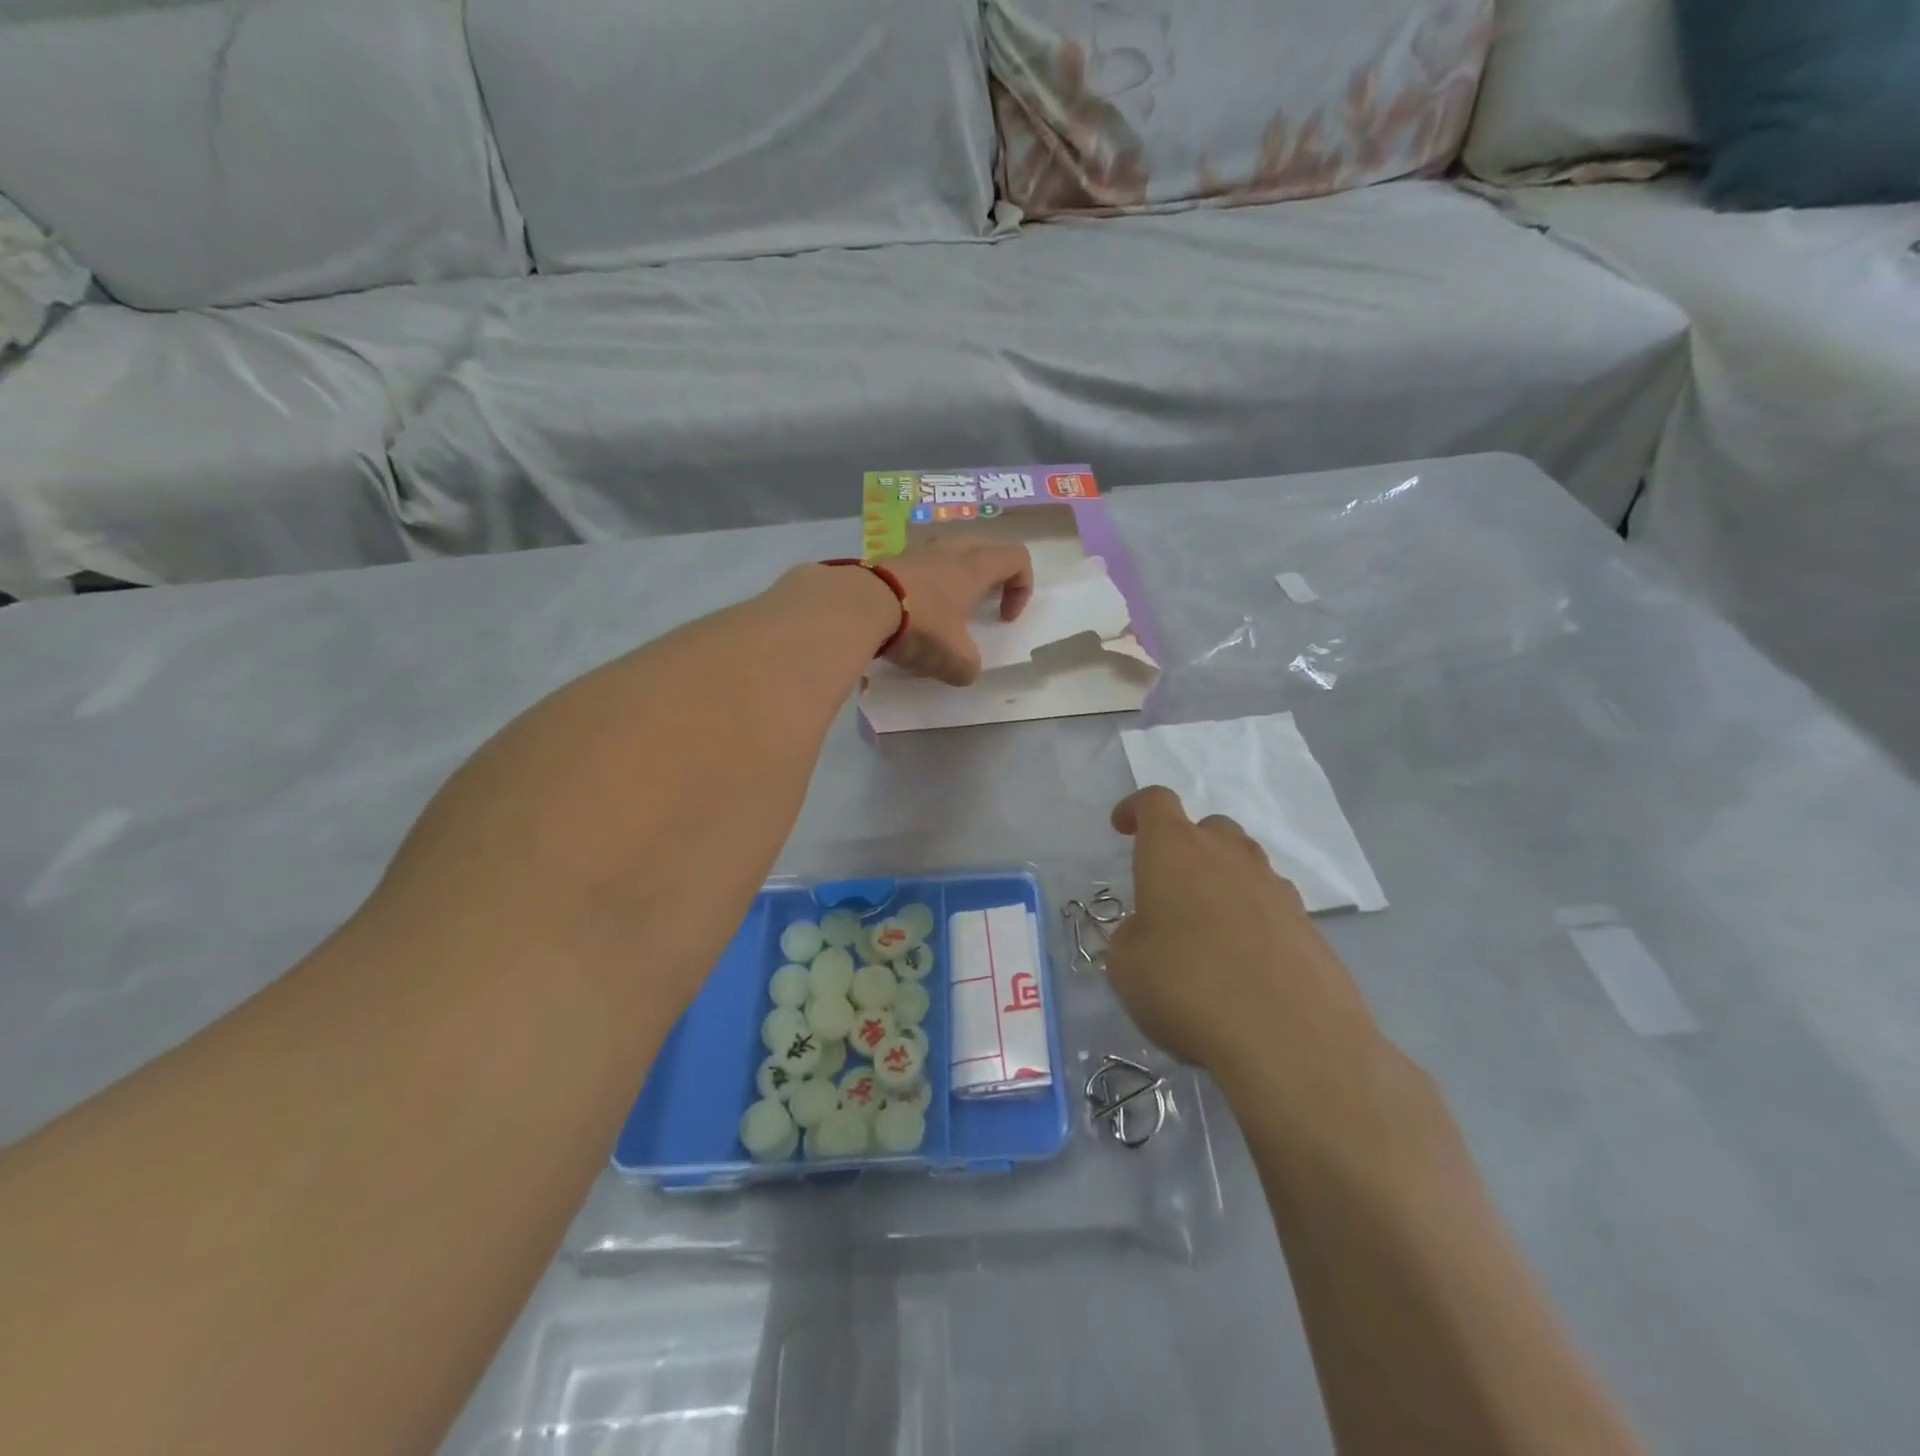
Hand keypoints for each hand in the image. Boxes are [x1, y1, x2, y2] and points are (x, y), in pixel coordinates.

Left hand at [879, 540, 1033, 685]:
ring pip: (947, 551)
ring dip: (953, 576)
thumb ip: (969, 667)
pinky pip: (917, 563)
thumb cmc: (921, 626)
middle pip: (984, 548)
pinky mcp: (888, 558)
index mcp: (976, 567)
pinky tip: (910, 610)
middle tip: (979, 606)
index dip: (1022, 587)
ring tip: (943, 607)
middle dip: (989, 577)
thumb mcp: (954, 660)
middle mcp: (950, 549)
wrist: (858, 605)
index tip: (1005, 617)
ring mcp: (916, 549)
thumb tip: (965, 670)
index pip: (1017, 558)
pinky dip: (922, 582)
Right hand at [1106, 787, 1392, 1091]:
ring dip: (1221, 883)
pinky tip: (1244, 965)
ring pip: (1242, 865)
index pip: (1155, 802)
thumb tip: (1150, 935)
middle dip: (1184, 847)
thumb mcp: (1127, 968)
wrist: (1291, 1039)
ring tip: (1206, 933)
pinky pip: (1270, 906)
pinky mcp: (1309, 925)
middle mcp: (1228, 855)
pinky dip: (1252, 921)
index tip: (1122, 829)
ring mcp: (1275, 887)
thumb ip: (1132, 938)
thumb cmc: (1188, 988)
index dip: (1135, 809)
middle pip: (1206, 828)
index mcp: (1175, 850)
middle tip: (1167, 889)